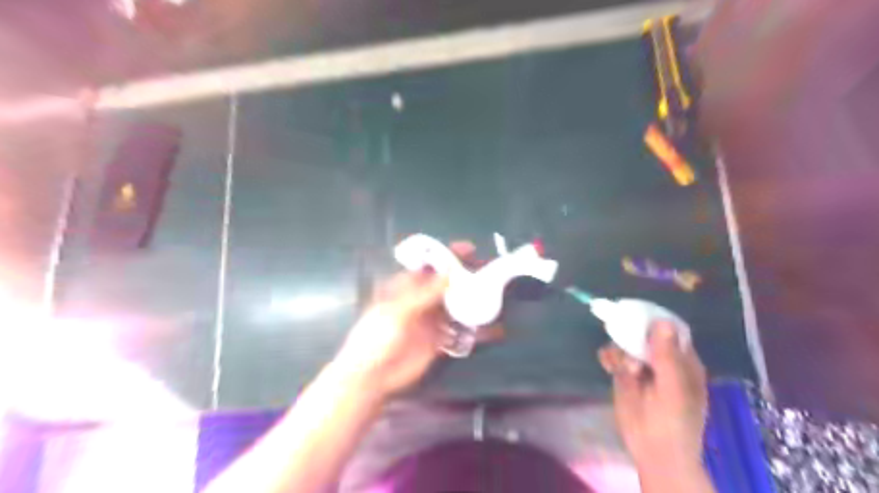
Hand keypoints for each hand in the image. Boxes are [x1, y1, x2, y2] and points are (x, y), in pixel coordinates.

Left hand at [331, 240, 496, 397]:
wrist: (372, 377)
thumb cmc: (377, 337)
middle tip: (491, 271)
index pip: (430, 265)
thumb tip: (451, 271)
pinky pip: (459, 331)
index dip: (448, 256)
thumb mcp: (399, 311)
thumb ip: (425, 293)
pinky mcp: (438, 341)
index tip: (470, 249)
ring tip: (496, 295)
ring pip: (456, 306)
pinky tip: (493, 328)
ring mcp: (430, 321)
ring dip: (474, 301)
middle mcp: (421, 300)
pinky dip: (475, 330)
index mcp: (406, 287)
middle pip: (447, 284)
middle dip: (467, 276)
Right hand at [602, 324, 709, 469]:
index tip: (635, 312)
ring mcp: (642, 367)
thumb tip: (662, 321)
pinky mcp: (624, 375)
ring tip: (622, 368)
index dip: (653, 320)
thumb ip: (666, 356)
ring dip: (620, 349)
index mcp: (683, 360)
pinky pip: (614, 357)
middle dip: (632, 336)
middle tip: (624, 343)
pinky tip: (606, 364)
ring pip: (626, 344)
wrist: (653, 453)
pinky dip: (609, 356)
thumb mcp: (672, 389)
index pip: (670, 330)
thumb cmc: (672, 423)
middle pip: (644, 334)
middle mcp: (662, 359)